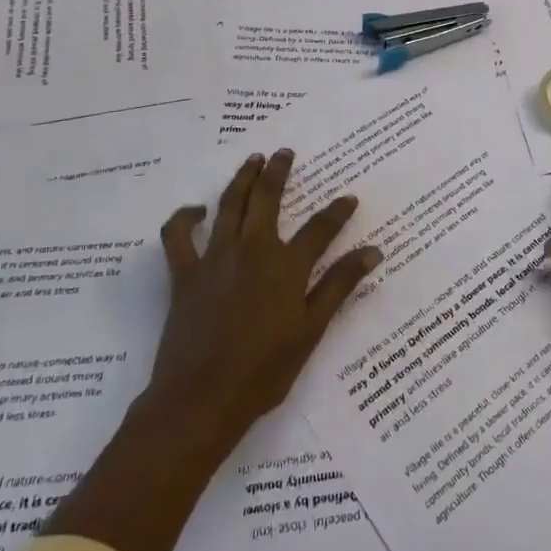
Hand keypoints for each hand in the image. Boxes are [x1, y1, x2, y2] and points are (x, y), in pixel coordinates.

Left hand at [146, 148, 379, 453]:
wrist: (202, 398)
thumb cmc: (264, 371)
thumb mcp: (311, 330)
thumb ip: (339, 286)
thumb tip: (372, 251)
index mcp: (286, 266)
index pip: (320, 228)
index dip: (338, 211)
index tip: (349, 198)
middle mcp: (252, 250)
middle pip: (267, 198)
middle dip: (278, 171)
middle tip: (284, 152)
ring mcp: (215, 258)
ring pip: (229, 204)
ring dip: (241, 178)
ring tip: (252, 160)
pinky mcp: (185, 273)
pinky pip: (179, 236)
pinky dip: (184, 218)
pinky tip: (195, 211)